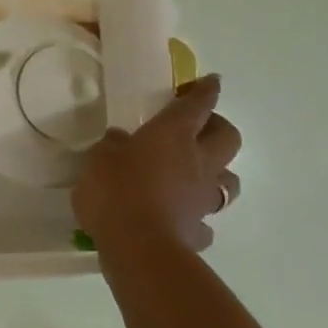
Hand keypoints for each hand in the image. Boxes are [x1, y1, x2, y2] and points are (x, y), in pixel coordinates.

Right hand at [74, 73, 240, 252]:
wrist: (138, 246)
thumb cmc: (115, 191)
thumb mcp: (99, 159)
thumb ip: (112, 146)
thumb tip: (121, 140)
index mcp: (172, 135)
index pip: (197, 105)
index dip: (205, 91)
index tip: (211, 81)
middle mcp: (198, 162)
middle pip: (228, 138)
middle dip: (218, 128)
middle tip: (199, 128)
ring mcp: (203, 198)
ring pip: (228, 180)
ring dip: (217, 173)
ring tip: (195, 175)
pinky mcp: (199, 230)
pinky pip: (205, 220)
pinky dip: (197, 216)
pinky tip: (180, 218)